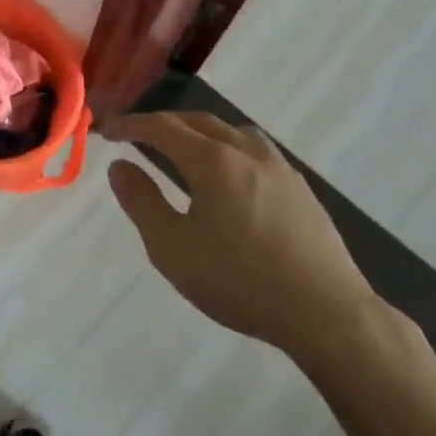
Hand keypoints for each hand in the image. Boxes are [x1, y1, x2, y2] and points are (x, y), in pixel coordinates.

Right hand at [103, 111, 378, 358]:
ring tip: (184, 149)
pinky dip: (229, 147)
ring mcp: (279, 168)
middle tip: (138, 136)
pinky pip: (256, 150)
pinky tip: (231, 176)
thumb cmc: (240, 281)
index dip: (131, 125)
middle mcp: (246, 152)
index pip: (162, 127)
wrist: (327, 314)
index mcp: (212, 161)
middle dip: (163, 124)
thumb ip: (141, 202)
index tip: (108, 131)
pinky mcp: (301, 189)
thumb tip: (119, 167)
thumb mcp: (172, 248)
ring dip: (200, 131)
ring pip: (232, 131)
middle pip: (198, 121)